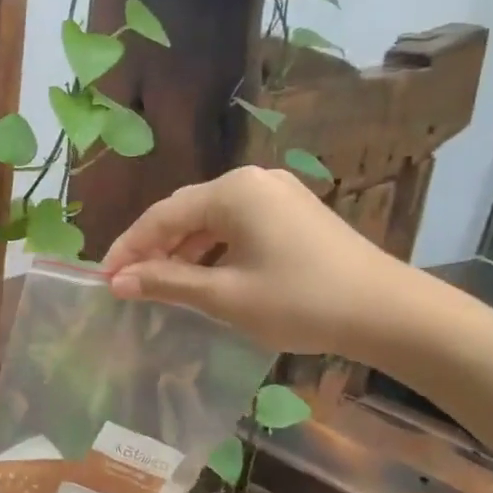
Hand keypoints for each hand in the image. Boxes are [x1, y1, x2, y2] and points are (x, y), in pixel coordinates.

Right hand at [101, 166, 423, 357]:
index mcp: (233, 191)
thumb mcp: (226, 296)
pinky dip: (213, 250)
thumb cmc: (301, 301)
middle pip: (186, 212)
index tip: (104, 278)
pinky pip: (238, 226)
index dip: (129, 248)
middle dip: (153, 248)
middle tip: (126, 283)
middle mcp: (252, 180)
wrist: (389, 311)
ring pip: (212, 220)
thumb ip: (167, 283)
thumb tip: (118, 282)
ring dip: (183, 251)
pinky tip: (203, 276)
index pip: (162, 215)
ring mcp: (277, 194)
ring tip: (159, 284)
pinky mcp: (294, 212)